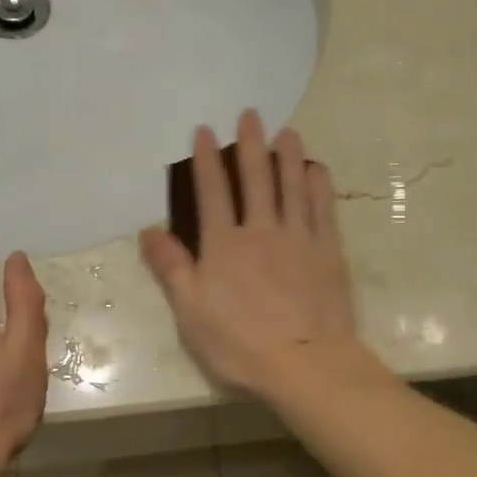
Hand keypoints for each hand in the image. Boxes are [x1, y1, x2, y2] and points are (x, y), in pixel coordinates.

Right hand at [140, 111, 365, 398]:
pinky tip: (316, 169)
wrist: (303, 362)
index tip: (206, 131)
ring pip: (292, 186)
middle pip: (255, 179)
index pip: (212, 192)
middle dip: (250, 144)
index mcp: (224, 245)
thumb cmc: (239, 342)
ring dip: (287, 156)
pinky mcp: (328, 251)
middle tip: (251, 114)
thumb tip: (148, 230)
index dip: (206, 160)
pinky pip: (323, 209)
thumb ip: (171, 267)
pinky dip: (319, 186)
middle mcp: (261, 230)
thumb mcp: (191, 310)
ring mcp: (299, 238)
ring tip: (286, 131)